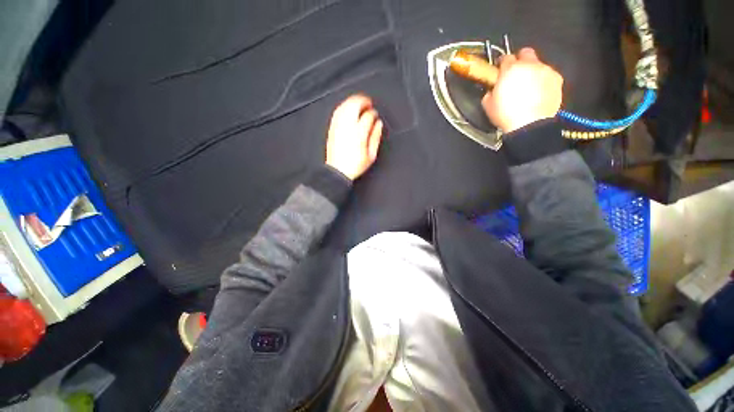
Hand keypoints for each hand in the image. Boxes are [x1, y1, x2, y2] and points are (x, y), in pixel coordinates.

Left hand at [326, 95, 383, 180]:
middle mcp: (348, 127)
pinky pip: (337, 112)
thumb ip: (376, 137)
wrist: (338, 171)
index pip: (368, 116)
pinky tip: (347, 108)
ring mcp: (338, 127)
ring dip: (353, 101)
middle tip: (368, 103)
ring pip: (345, 106)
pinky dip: (344, 106)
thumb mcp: (371, 155)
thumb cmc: (354, 165)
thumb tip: (379, 124)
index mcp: (359, 134)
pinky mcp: (332, 128)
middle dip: (363, 101)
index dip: (373, 113)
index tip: (375, 115)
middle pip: (355, 105)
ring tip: (359, 103)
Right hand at [482, 48, 563, 132]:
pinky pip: (548, 75)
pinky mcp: (557, 79)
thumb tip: (492, 90)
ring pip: (538, 65)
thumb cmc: (506, 115)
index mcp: (510, 69)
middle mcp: (529, 65)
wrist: (529, 124)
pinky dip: (543, 81)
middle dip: (520, 60)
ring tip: (528, 88)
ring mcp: (545, 71)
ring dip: (532, 72)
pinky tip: (538, 93)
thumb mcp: (488, 105)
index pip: (505, 58)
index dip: (502, 64)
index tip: (500, 71)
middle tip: (515, 74)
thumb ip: (490, 92)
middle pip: (526, 53)